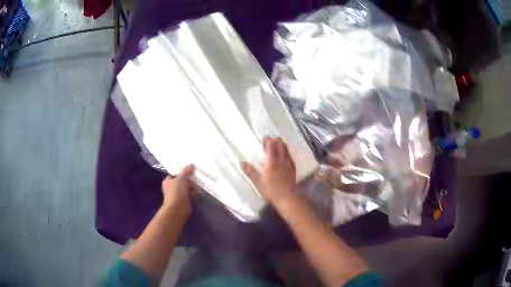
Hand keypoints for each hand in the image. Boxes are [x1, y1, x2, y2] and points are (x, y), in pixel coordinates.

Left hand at [161, 164, 195, 216]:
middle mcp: (172, 188)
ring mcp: (178, 195)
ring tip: (196, 187)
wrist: (178, 209)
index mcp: (168, 181)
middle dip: (189, 181)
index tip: (189, 171)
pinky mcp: (184, 201)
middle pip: (183, 181)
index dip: (181, 172)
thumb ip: (186, 171)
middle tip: (194, 179)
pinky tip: (196, 194)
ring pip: (187, 188)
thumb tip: (192, 164)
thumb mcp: (181, 179)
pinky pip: (190, 195)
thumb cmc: (176, 192)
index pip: (175, 174)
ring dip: (192, 188)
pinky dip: (193, 194)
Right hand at [242, 137, 296, 206]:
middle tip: (273, 137)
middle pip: (280, 147)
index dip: (268, 142)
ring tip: (280, 141)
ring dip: (283, 145)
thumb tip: (242, 162)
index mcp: (271, 163)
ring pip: (286, 151)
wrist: (287, 198)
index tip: (265, 137)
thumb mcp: (258, 182)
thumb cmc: (271, 191)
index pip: (270, 148)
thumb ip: (250, 172)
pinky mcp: (293, 170)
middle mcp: (281, 161)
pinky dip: (288, 153)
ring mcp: (288, 165)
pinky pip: (291, 158)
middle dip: (276, 141)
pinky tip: (287, 154)